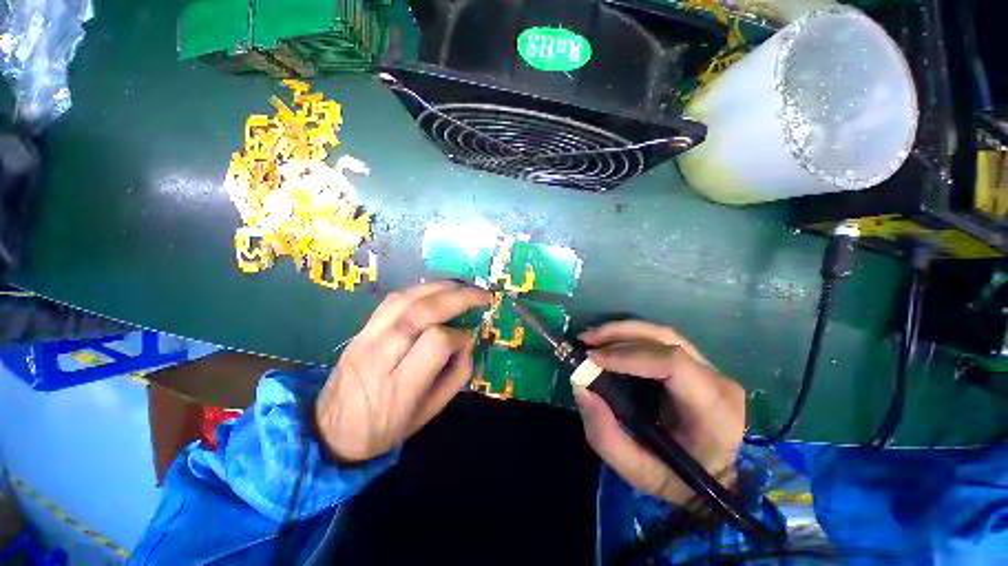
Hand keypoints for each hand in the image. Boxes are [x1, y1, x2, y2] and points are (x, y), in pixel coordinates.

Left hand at [315, 281, 489, 461]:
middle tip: (482, 294)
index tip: (469, 338)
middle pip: (421, 312)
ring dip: (439, 287)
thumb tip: (467, 342)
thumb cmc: (384, 428)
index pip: (437, 342)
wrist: (329, 432)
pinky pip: (392, 300)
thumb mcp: (428, 413)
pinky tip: (436, 290)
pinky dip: (419, 289)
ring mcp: (366, 338)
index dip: (459, 336)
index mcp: (400, 386)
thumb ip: (455, 376)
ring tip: (462, 286)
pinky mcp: (361, 329)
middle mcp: (381, 355)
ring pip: (405, 299)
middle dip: (458, 297)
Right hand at [573, 321, 744, 505]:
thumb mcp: (636, 471)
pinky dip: (629, 336)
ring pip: (661, 334)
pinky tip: (608, 341)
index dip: (628, 355)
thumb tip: (581, 388)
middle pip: (665, 339)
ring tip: (591, 337)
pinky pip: (660, 340)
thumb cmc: (677, 479)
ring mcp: (709, 367)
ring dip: (621, 330)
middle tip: (585, 340)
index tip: (592, 359)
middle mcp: (717, 381)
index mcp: (714, 411)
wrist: (711, 478)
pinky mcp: (696, 362)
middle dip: (619, 334)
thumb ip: (605, 435)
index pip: (672, 364)